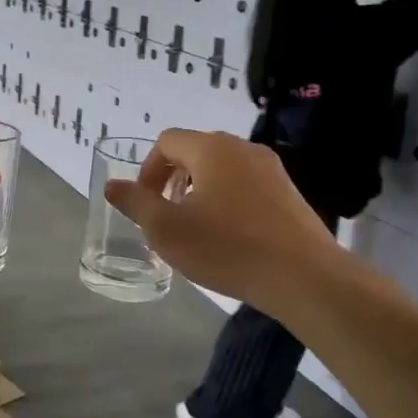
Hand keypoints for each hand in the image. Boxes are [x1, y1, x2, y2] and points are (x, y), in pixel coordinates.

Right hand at [104, 129, 342, 310]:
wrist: (304, 276)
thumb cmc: (228, 248)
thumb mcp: (168, 230)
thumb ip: (136, 203)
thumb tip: (113, 184)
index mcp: (211, 149)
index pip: (167, 141)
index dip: (148, 169)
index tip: (146, 203)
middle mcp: (242, 148)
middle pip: (195, 151)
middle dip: (174, 179)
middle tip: (168, 216)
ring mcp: (271, 169)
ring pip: (222, 169)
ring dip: (200, 191)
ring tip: (197, 228)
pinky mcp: (289, 192)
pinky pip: (247, 185)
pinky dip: (228, 201)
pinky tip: (230, 237)